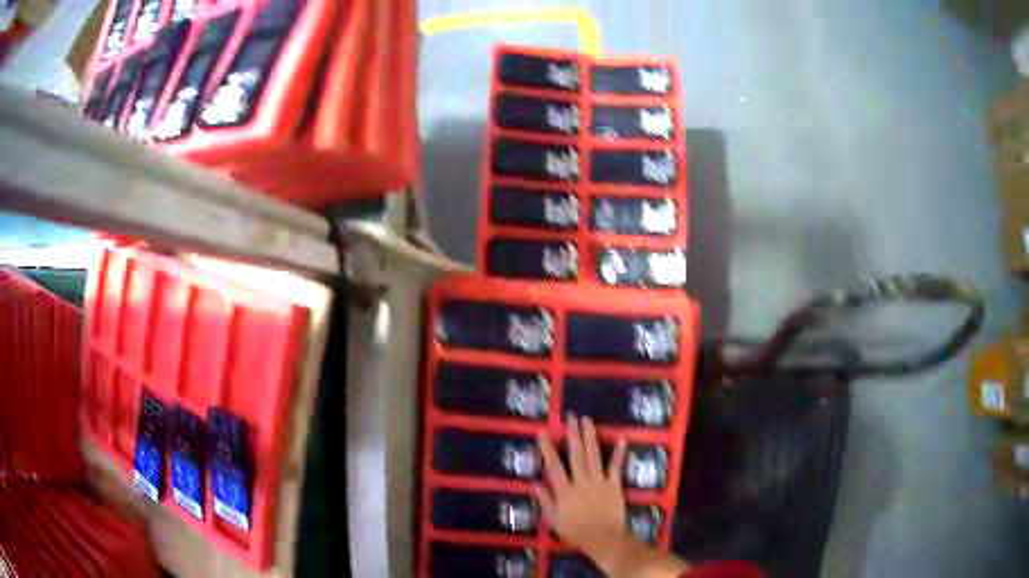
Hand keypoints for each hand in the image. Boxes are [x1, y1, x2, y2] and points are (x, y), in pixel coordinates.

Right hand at [536, 414, 629, 568]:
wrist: (604, 538)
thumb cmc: (576, 532)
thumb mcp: (554, 520)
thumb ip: (545, 500)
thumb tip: (535, 482)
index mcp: (564, 490)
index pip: (553, 465)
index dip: (547, 448)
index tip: (543, 431)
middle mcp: (581, 481)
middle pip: (576, 454)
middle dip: (572, 434)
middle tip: (570, 416)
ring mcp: (599, 481)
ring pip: (593, 455)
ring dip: (590, 436)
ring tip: (587, 420)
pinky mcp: (614, 485)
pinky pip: (616, 467)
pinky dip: (618, 453)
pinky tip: (620, 439)